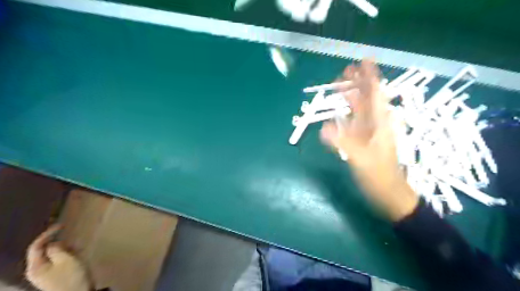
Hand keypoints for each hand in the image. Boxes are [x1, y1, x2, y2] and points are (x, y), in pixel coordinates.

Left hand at [25, 225, 91, 290]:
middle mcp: (37, 270)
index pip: (36, 246)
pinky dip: (68, 256)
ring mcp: (46, 275)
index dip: (48, 234)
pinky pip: (59, 262)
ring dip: (66, 250)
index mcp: (36, 266)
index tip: (62, 226)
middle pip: (45, 251)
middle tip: (74, 242)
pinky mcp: (55, 277)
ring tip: (79, 250)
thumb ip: (58, 249)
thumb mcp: (67, 259)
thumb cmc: (72, 277)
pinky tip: (79, 256)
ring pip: (54, 256)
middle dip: (60, 244)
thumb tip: (53, 244)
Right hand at [321, 60, 417, 221]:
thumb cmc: (379, 176)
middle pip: (366, 98)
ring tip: (341, 85)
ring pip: (360, 108)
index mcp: (380, 123)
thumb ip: (343, 143)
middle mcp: (376, 124)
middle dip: (357, 83)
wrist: (388, 194)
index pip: (375, 94)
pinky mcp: (363, 141)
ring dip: (351, 96)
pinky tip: (340, 111)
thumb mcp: (361, 160)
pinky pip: (354, 122)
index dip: (370, 76)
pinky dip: (347, 113)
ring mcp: (369, 132)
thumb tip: (323, 127)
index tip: (365, 60)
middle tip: (345, 70)